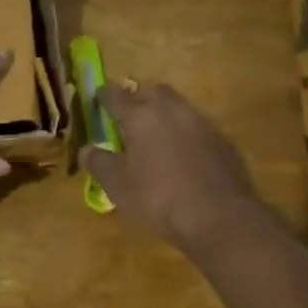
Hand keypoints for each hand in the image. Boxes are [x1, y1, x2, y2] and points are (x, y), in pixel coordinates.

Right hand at [81, 81, 261, 250]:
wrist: (220, 216)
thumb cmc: (160, 200)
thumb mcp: (119, 188)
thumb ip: (100, 164)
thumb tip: (85, 149)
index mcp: (141, 117)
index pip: (116, 95)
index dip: (104, 96)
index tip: (98, 98)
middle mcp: (171, 110)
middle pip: (151, 90)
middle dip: (138, 96)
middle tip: (128, 112)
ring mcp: (200, 122)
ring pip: (177, 105)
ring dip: (163, 112)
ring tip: (155, 132)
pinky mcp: (221, 138)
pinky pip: (196, 124)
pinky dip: (183, 130)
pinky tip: (182, 151)